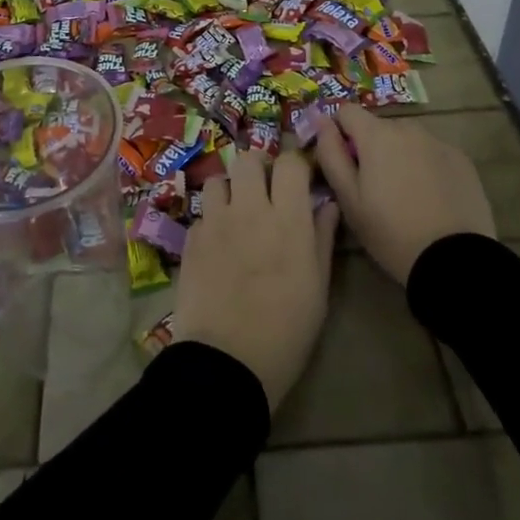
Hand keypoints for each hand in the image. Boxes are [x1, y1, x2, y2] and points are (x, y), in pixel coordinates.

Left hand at [173, 149, 338, 411]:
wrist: (228, 360)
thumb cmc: (287, 330)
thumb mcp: (318, 287)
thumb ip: (322, 238)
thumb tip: (327, 205)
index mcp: (288, 219)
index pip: (290, 163)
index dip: (295, 165)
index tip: (299, 179)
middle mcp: (250, 209)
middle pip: (248, 159)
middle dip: (258, 168)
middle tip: (265, 190)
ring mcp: (216, 221)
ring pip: (219, 179)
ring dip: (230, 189)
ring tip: (237, 212)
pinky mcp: (191, 238)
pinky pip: (202, 213)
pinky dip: (212, 220)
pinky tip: (218, 244)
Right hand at [313, 103, 496, 284]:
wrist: (454, 261)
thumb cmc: (390, 231)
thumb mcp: (348, 198)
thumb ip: (330, 154)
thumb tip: (320, 120)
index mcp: (377, 135)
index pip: (346, 111)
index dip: (339, 133)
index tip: (343, 162)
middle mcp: (409, 128)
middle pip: (378, 127)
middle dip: (371, 148)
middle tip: (373, 187)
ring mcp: (439, 142)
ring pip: (407, 140)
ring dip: (399, 156)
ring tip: (404, 194)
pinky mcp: (462, 160)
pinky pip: (432, 153)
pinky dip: (425, 166)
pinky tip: (431, 198)